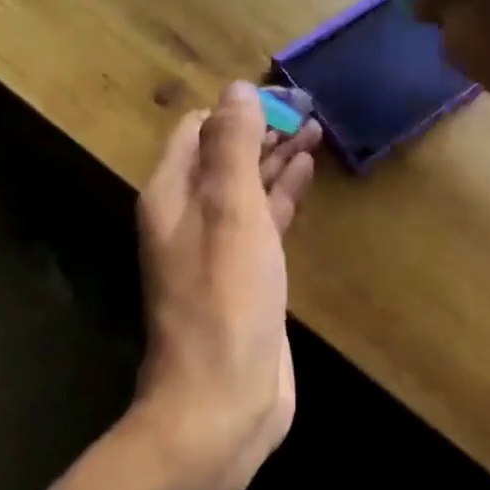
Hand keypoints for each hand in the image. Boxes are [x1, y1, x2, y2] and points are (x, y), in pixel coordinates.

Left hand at [134, 82, 319, 479]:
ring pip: (247, 188)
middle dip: (263, 129)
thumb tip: (237, 89)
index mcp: (172, 195)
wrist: (223, 400)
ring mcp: (217, 248)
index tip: (286, 97)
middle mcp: (188, 216)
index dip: (239, 109)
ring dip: (276, 158)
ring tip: (316, 129)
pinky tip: (306, 174)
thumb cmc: (225, 301)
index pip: (199, 130)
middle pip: (224, 156)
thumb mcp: (231, 214)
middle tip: (310, 108)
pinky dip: (282, 195)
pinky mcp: (245, 276)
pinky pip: (263, 222)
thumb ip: (233, 149)